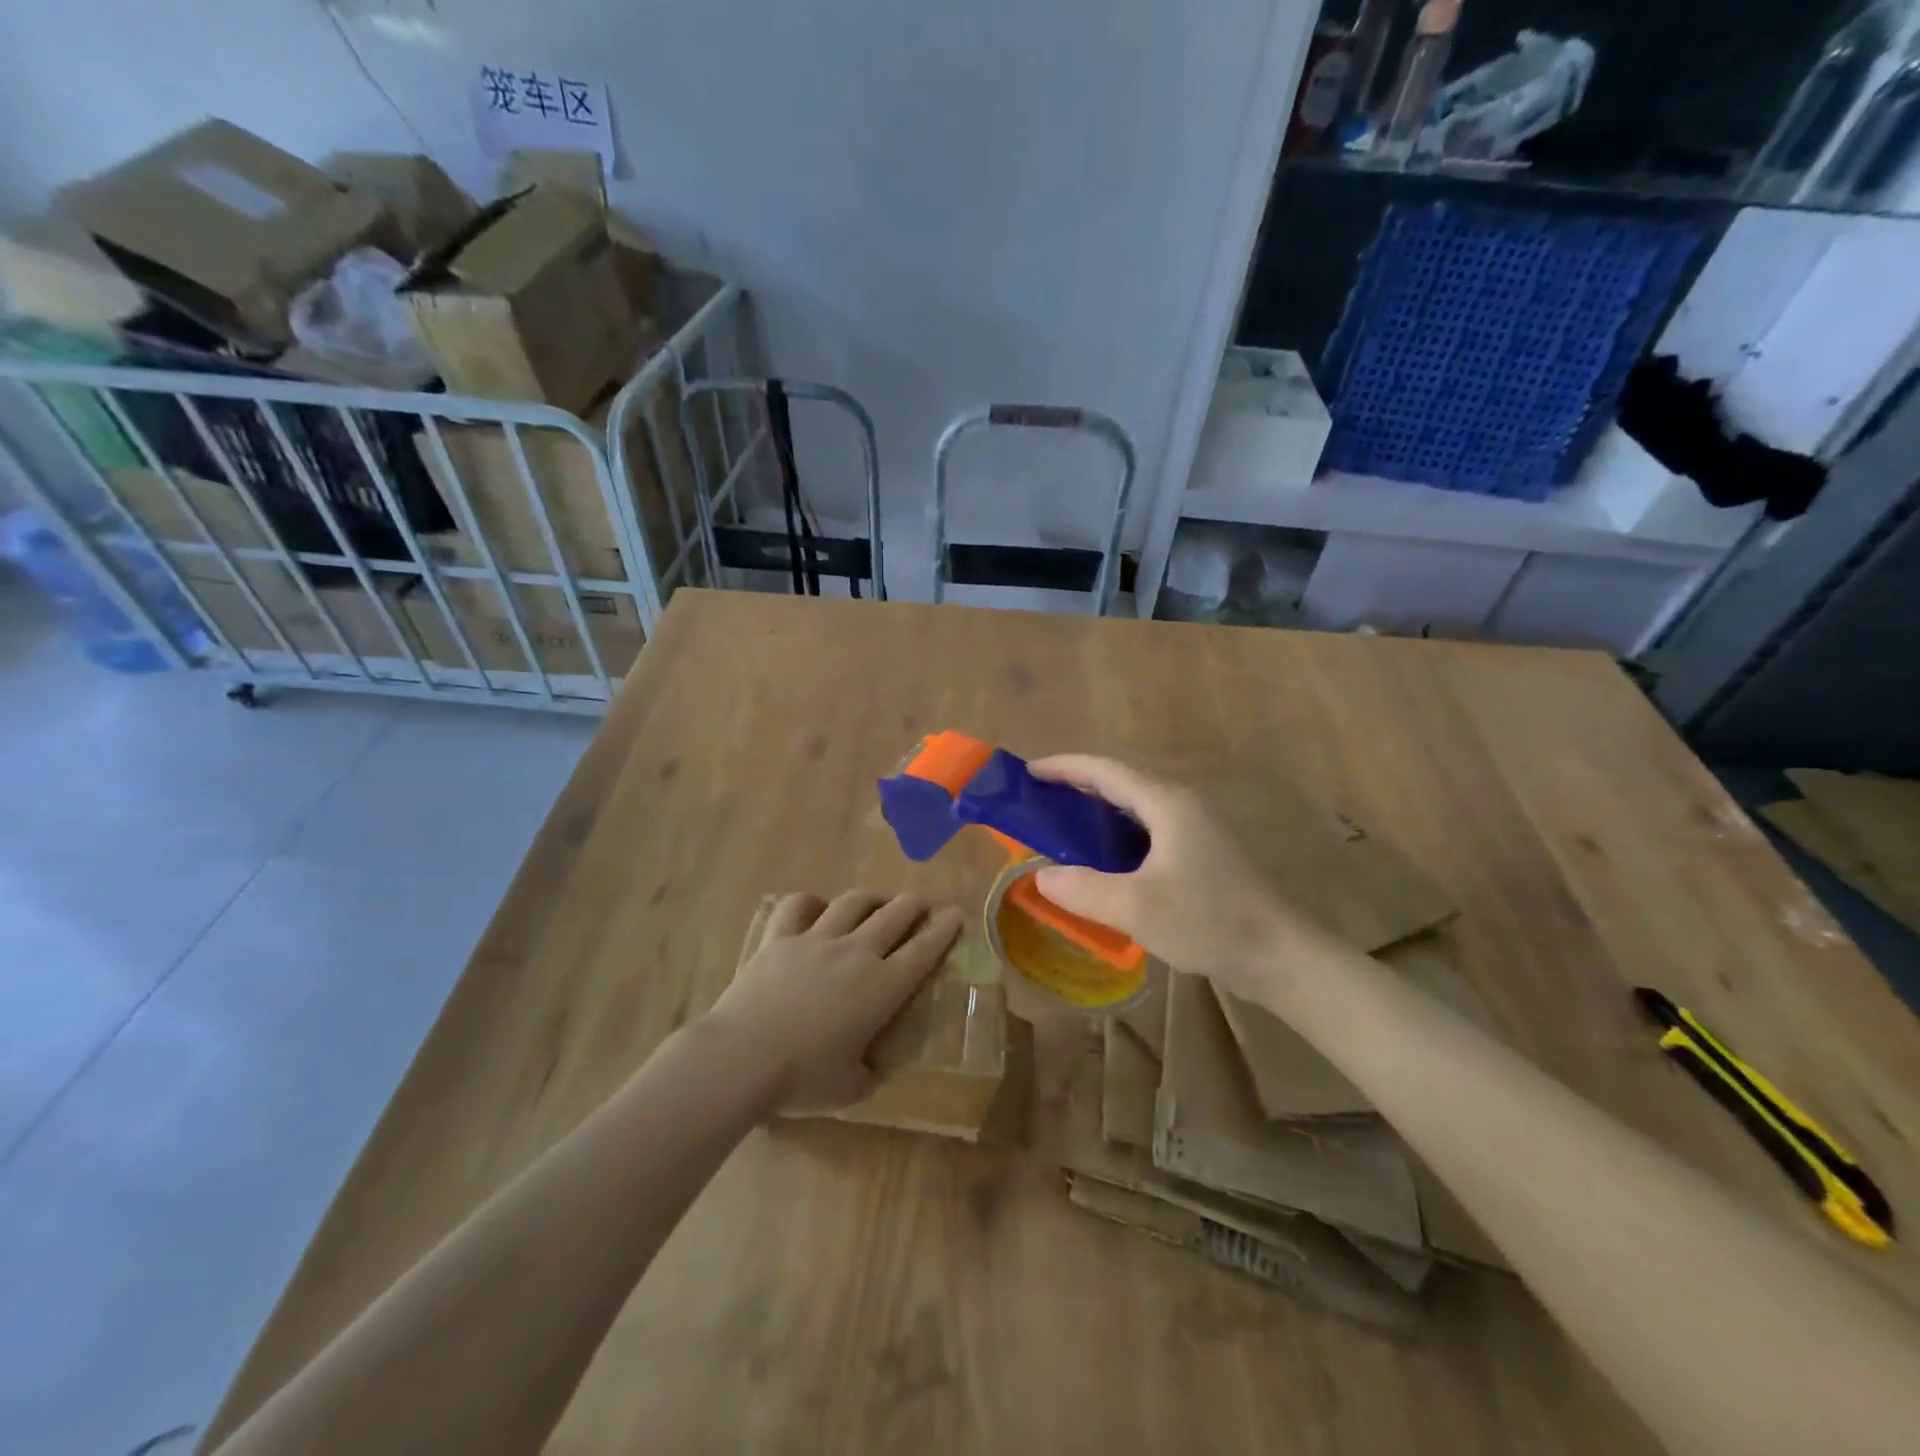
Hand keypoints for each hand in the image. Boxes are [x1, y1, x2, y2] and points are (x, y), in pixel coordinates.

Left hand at [705, 890, 963, 1115]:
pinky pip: (799, 906)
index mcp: (882, 987)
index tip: (956, 913)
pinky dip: (811, 901)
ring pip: (853, 903)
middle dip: (914, 903)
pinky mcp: (780, 938)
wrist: (743, 1057)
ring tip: (878, 900)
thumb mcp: (850, 1089)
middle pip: (894, 914)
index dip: (944, 928)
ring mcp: (816, 939)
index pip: (924, 950)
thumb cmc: (802, 1079)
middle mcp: (856, 953)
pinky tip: (816, 907)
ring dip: (872, 897)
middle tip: (922, 902)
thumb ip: (869, 1072)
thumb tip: (873, 1065)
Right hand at [1029, 755, 1311, 995]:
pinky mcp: (1200, 855)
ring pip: (1133, 810)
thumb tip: (1042, 876)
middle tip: (1037, 803)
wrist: (1278, 956)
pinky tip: (1100, 863)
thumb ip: (1082, 889)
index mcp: (1165, 803)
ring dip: (1095, 814)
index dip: (1064, 767)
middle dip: (1076, 788)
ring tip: (1059, 829)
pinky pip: (1145, 833)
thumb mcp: (1135, 907)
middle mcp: (1180, 806)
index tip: (1028, 773)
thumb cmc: (1208, 920)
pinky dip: (1114, 838)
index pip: (1105, 770)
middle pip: (1119, 784)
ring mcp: (1194, 830)